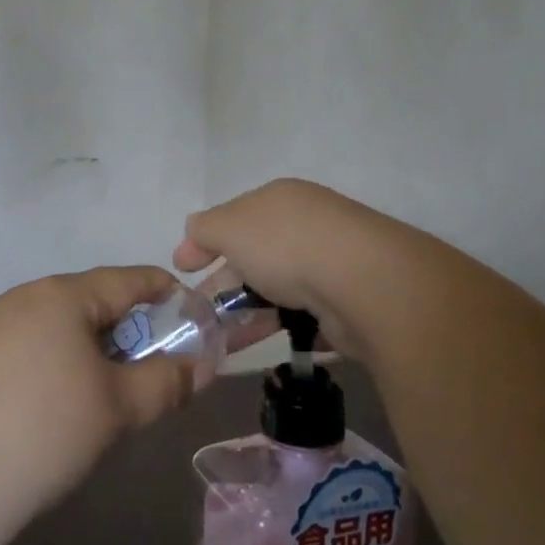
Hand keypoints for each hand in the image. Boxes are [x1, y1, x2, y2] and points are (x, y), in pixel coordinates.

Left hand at [0, 267, 199, 514]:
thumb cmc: (46, 429)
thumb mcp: (119, 407)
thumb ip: (166, 382)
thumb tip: (200, 367)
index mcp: (61, 295)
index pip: (126, 279)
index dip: (163, 291)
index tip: (190, 309)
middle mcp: (24, 297)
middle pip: (90, 301)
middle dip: (127, 328)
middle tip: (154, 364)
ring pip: (58, 326)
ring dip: (92, 348)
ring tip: (110, 388)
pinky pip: (30, 346)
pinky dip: (58, 362)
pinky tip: (60, 402)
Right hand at [175, 179, 376, 365]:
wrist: (362, 282)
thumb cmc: (285, 245)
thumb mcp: (230, 226)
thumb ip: (206, 227)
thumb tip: (194, 228)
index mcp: (279, 199)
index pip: (234, 216)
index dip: (204, 240)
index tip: (182, 268)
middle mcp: (305, 225)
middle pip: (254, 253)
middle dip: (223, 281)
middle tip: (198, 312)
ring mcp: (329, 263)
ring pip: (276, 287)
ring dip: (245, 311)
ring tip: (219, 340)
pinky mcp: (345, 301)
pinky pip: (300, 314)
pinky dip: (275, 326)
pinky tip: (255, 345)